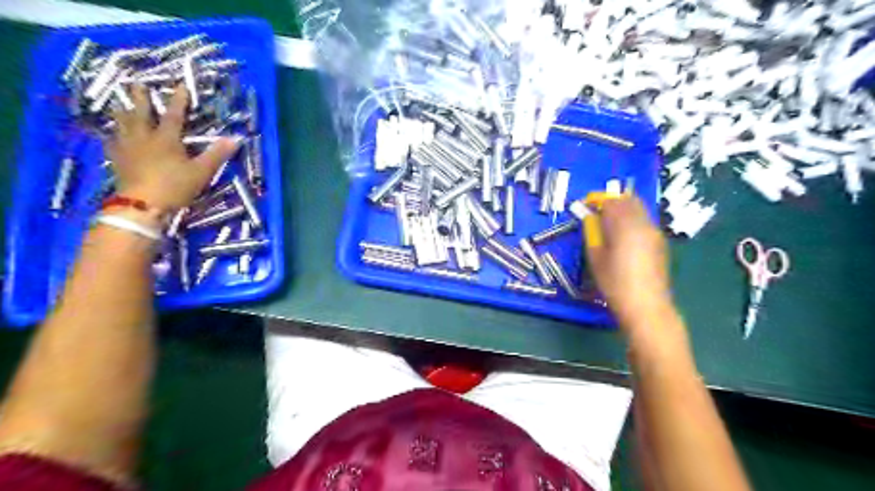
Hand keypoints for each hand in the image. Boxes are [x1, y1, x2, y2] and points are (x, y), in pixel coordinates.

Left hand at [107, 84, 240, 214]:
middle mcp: (144, 138)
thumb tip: (236, 138)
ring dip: (123, 112)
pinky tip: (112, 135)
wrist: (142, 206)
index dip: (178, 100)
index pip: (173, 115)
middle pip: (140, 113)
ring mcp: (127, 148)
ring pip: (122, 124)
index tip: (180, 85)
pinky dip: (113, 135)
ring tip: (120, 104)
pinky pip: (113, 142)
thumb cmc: (175, 186)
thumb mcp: (202, 171)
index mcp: (166, 139)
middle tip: (137, 83)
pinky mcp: (117, 160)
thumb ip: (217, 154)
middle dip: (141, 98)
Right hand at [584, 197, 671, 330]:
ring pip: (639, 210)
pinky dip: (632, 221)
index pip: (611, 201)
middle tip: (597, 212)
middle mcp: (643, 224)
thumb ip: (592, 233)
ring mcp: (655, 233)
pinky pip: (644, 222)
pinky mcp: (660, 243)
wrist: (646, 306)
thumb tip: (589, 218)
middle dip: (612, 202)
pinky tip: (623, 237)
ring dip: (623, 210)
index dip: (597, 200)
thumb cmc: (615, 283)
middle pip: (629, 200)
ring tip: (608, 225)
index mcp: (625, 225)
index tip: (585, 206)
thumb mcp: (596, 257)